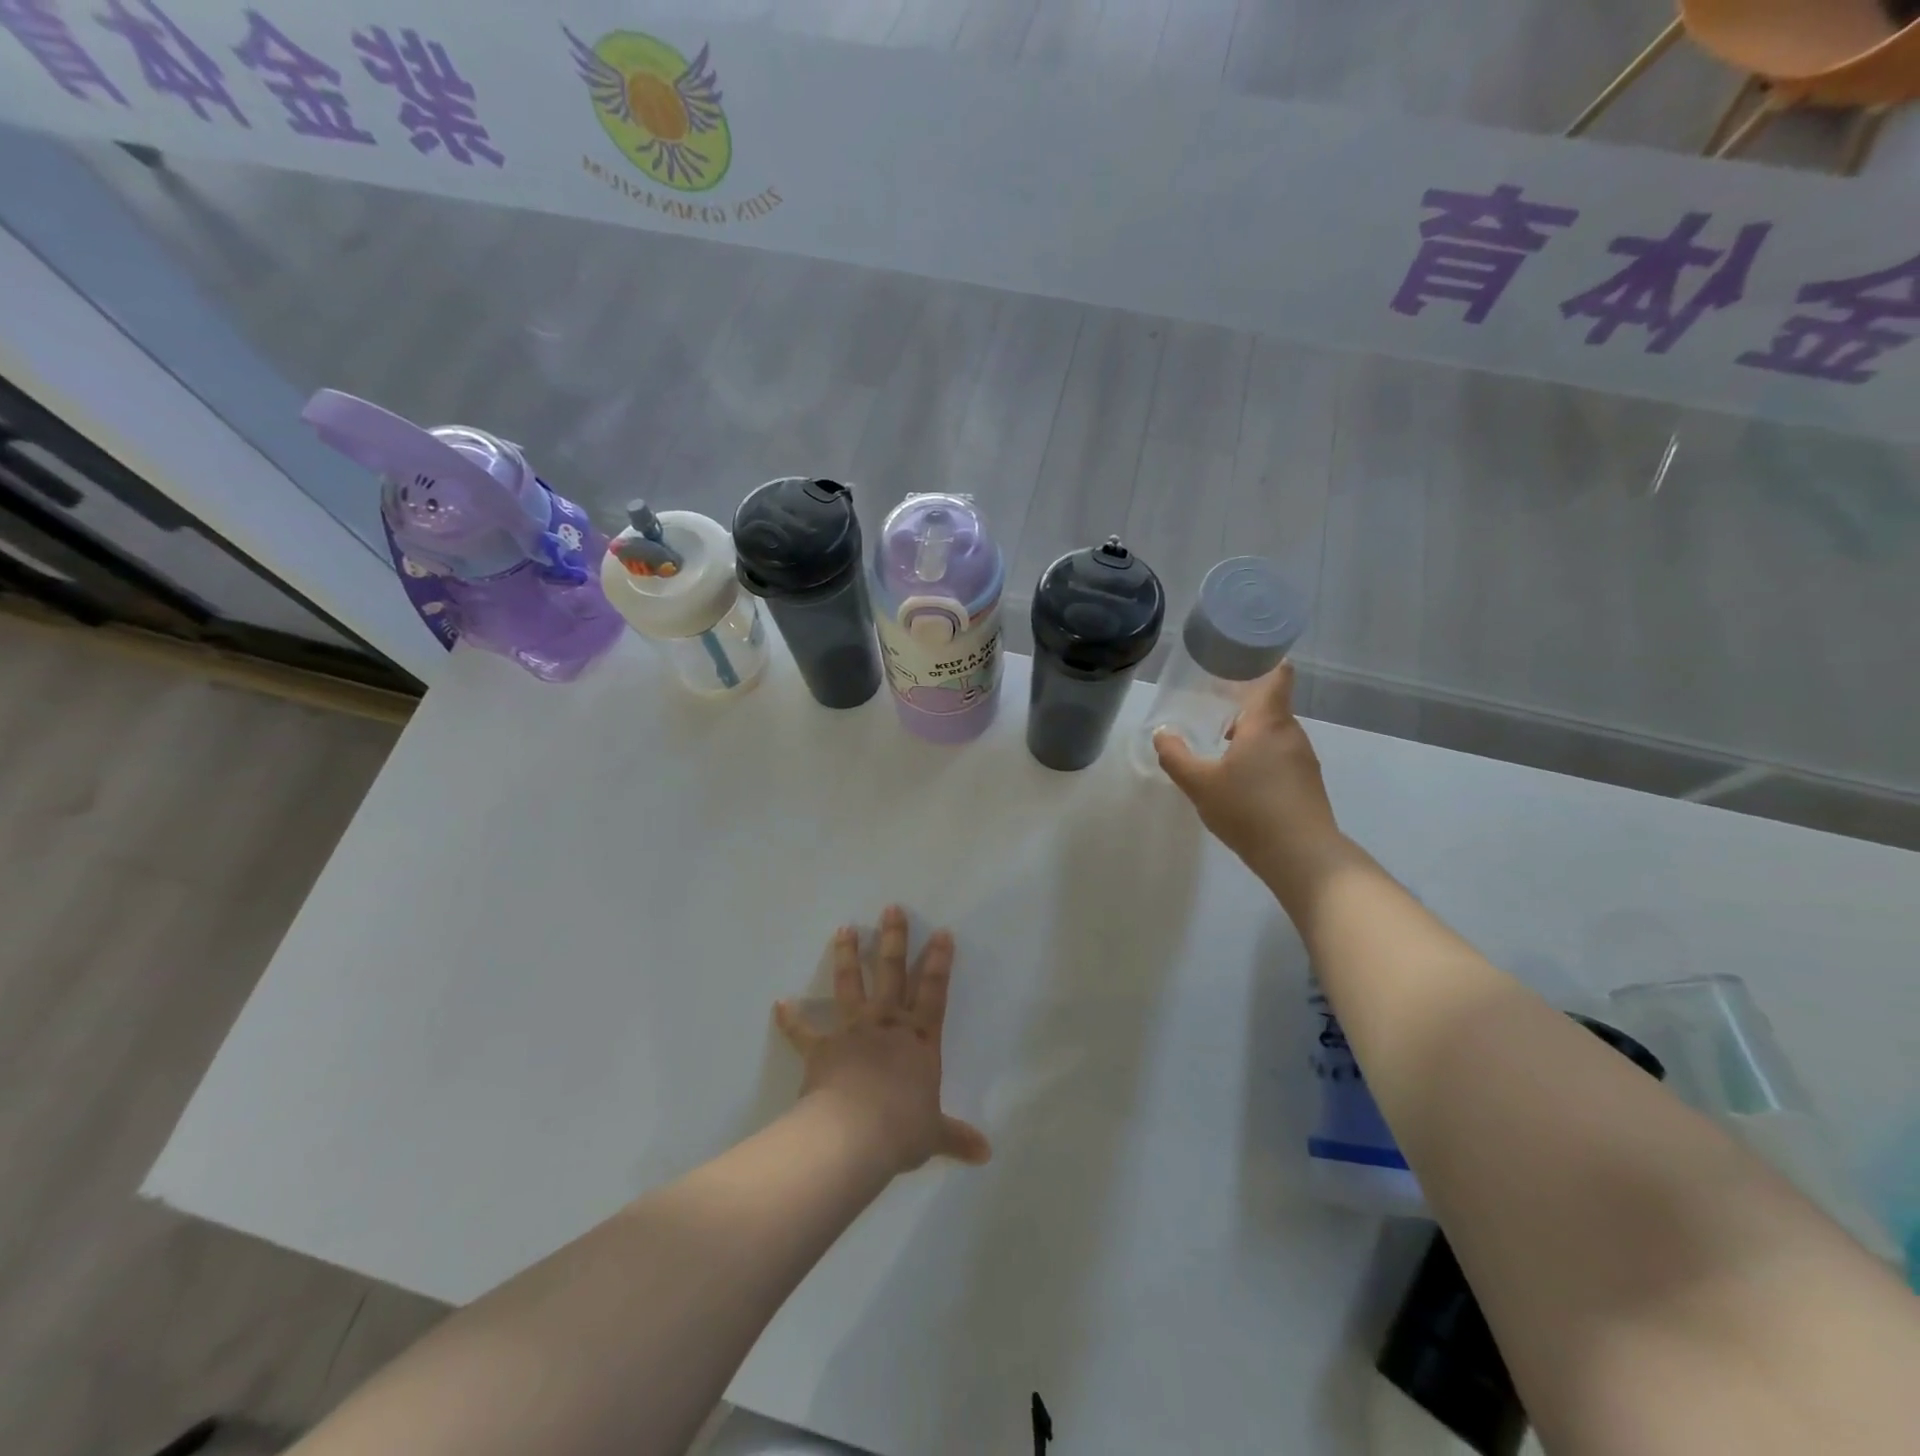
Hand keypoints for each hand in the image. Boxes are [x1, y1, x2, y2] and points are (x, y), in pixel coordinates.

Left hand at [774, 906, 991, 1175]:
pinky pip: (804, 1032)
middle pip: (892, 974)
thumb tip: (986, 1154)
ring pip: (851, 986)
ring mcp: (854, 1032)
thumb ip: (957, 1137)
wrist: (853, 1136)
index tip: (942, 932)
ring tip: (844, 928)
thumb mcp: (934, 1134)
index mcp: (920, 1041)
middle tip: (890, 909)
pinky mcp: (823, 1049)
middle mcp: (888, 1026)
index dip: (939, 962)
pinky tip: (779, 1004)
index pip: (934, 993)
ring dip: (847, 957)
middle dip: (893, 940)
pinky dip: (791, 1020)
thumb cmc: (901, 1129)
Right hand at [1152, 661, 1343, 878]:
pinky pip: (1280, 756)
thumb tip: (1161, 733)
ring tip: (1218, 747)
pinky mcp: (1306, 783)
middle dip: (1241, 705)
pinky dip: (1260, 757)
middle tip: (1209, 709)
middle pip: (1269, 705)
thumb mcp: (1199, 784)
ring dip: (1248, 735)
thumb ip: (1176, 756)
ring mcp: (1303, 759)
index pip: (1277, 675)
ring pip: (1273, 733)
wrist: (1302, 856)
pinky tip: (1238, 780)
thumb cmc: (1249, 809)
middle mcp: (1291, 733)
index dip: (1263, 661)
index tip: (1239, 660)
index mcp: (1268, 722)